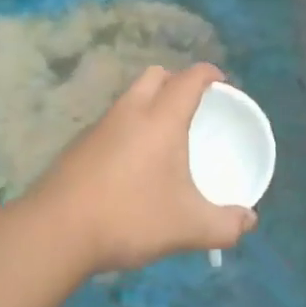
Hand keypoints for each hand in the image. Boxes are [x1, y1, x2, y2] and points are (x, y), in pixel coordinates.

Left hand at [20, 63, 257, 274]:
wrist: (55, 232)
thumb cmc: (130, 217)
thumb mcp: (188, 227)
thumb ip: (225, 225)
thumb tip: (250, 221)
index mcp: (161, 119)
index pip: (190, 78)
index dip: (210, 74)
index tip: (223, 83)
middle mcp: (130, 112)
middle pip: (155, 76)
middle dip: (177, 81)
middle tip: (192, 106)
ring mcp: (99, 126)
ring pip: (130, 97)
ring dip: (149, 103)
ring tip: (164, 136)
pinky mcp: (79, 145)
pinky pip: (112, 122)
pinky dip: (128, 128)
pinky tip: (131, 163)